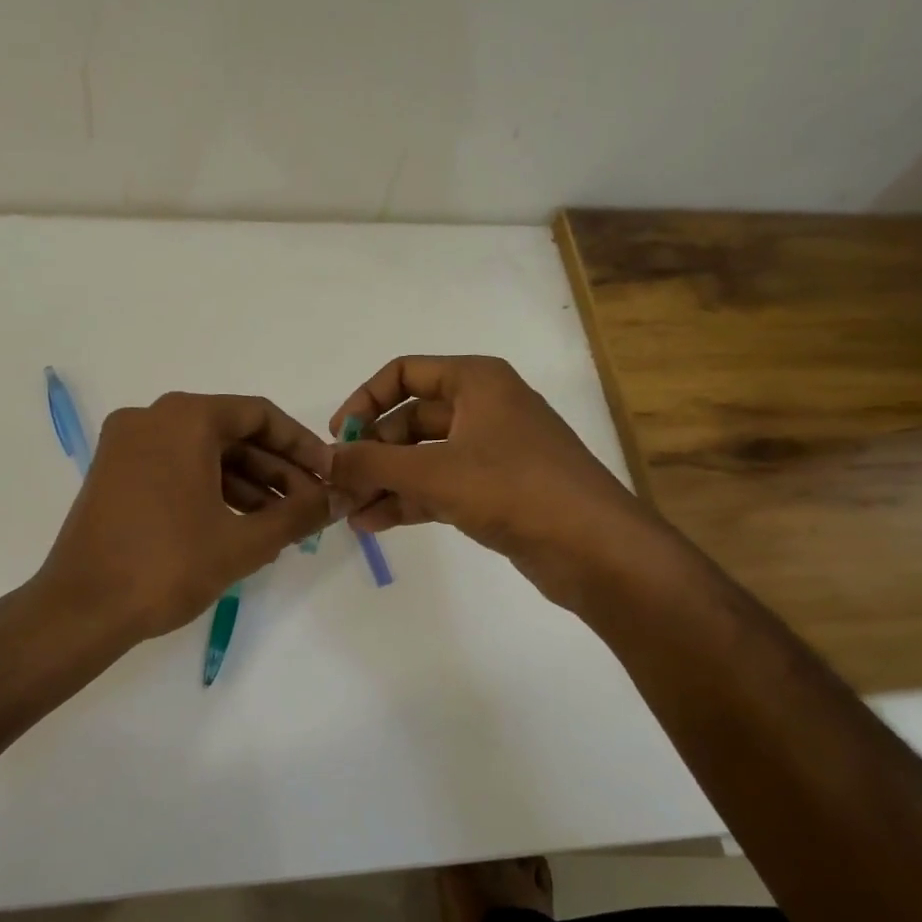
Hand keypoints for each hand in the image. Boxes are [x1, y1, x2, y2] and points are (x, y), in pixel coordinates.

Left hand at [34, 393, 332, 643]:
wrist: (81, 609)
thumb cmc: (167, 566)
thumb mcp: (244, 541)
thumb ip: (299, 515)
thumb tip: (337, 499)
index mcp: (184, 418)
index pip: (259, 415)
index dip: (301, 446)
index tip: (328, 476)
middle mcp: (151, 418)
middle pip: (231, 433)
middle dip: (276, 470)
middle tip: (310, 506)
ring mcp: (127, 445)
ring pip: (203, 453)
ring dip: (247, 484)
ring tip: (281, 524)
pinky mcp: (114, 473)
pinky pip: (175, 467)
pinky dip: (210, 489)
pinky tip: (240, 525)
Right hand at [327, 355, 655, 605]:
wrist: (595, 548)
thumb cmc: (514, 489)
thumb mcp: (434, 472)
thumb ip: (373, 464)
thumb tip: (326, 460)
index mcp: (476, 381)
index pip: (404, 373)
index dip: (365, 400)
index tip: (339, 437)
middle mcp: (483, 408)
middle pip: (410, 420)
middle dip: (372, 453)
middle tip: (339, 486)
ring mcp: (491, 451)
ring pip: (423, 457)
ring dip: (385, 482)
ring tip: (348, 512)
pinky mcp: (495, 490)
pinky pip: (440, 485)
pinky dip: (408, 500)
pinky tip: (374, 524)